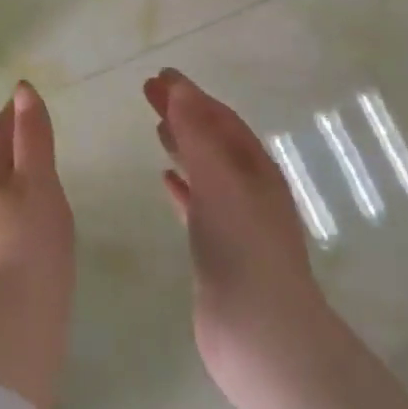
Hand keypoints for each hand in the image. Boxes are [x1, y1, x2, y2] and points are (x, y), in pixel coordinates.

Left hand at [0, 82, 75, 408]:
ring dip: (18, 172)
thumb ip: (33, 138)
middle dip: (10, 141)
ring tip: (38, 163)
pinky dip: (28, 202)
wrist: (16, 325)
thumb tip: (22, 89)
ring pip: (5, 192)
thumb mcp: (37, 181)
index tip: (19, 96)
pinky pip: (17, 219)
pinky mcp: (9, 266)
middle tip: (29, 123)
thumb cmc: (30, 243)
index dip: (9, 115)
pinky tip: (41, 214)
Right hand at [143, 69, 326, 392]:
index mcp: (256, 169)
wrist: (259, 333)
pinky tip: (165, 180)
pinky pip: (197, 205)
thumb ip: (197, 134)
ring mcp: (235, 221)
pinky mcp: (217, 250)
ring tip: (156, 129)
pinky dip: (181, 187)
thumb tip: (179, 88)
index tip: (160, 76)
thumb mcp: (220, 181)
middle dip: (183, 114)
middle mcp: (249, 189)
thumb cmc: (242, 248)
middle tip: (149, 92)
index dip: (191, 95)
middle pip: (211, 140)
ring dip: (183, 146)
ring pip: (204, 171)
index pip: (220, 119)